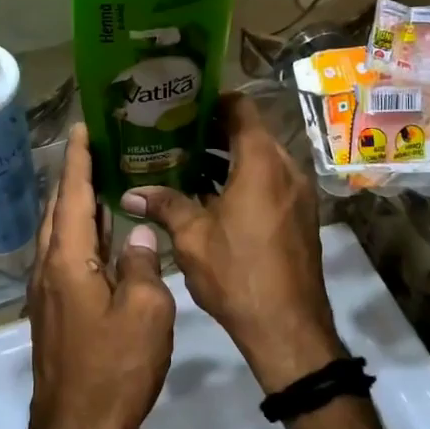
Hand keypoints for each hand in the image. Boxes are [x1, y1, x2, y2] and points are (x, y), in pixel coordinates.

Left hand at [26, 125, 173, 428]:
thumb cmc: (114, 369)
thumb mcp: (146, 313)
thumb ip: (143, 265)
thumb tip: (138, 234)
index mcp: (68, 260)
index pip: (73, 194)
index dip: (78, 159)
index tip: (82, 126)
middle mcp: (49, 268)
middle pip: (60, 210)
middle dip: (74, 176)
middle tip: (98, 148)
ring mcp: (48, 292)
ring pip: (61, 235)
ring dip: (78, 206)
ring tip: (103, 182)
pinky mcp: (55, 312)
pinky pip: (67, 258)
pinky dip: (83, 236)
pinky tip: (107, 238)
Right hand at [121, 92, 340, 392]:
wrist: (288, 327)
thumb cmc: (237, 273)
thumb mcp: (192, 237)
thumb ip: (164, 205)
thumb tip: (130, 192)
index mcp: (262, 162)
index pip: (241, 108)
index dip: (212, 100)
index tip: (182, 104)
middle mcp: (286, 168)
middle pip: (250, 132)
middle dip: (213, 130)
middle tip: (174, 134)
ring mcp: (298, 193)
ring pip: (260, 159)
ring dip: (227, 158)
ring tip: (186, 164)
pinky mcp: (299, 215)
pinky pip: (270, 181)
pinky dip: (244, 179)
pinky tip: (212, 198)